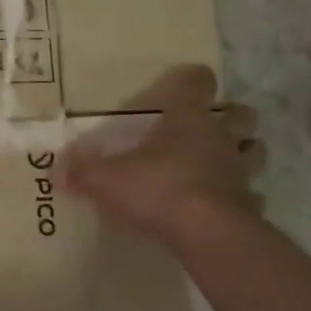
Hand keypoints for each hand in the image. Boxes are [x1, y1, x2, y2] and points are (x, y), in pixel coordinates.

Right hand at [61, 65, 263, 238]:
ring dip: (245, 152)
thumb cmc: (157, 188)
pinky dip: (243, 197)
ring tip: (225, 161)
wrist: (207, 231)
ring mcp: (239, 171)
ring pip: (256, 151)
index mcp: (187, 120)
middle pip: (242, 115)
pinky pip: (251, 195)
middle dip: (232, 116)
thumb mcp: (107, 179)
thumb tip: (54, 170)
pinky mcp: (249, 204)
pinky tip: (226, 205)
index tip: (190, 80)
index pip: (198, 84)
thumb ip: (81, 172)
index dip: (194, 79)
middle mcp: (219, 138)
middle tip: (213, 125)